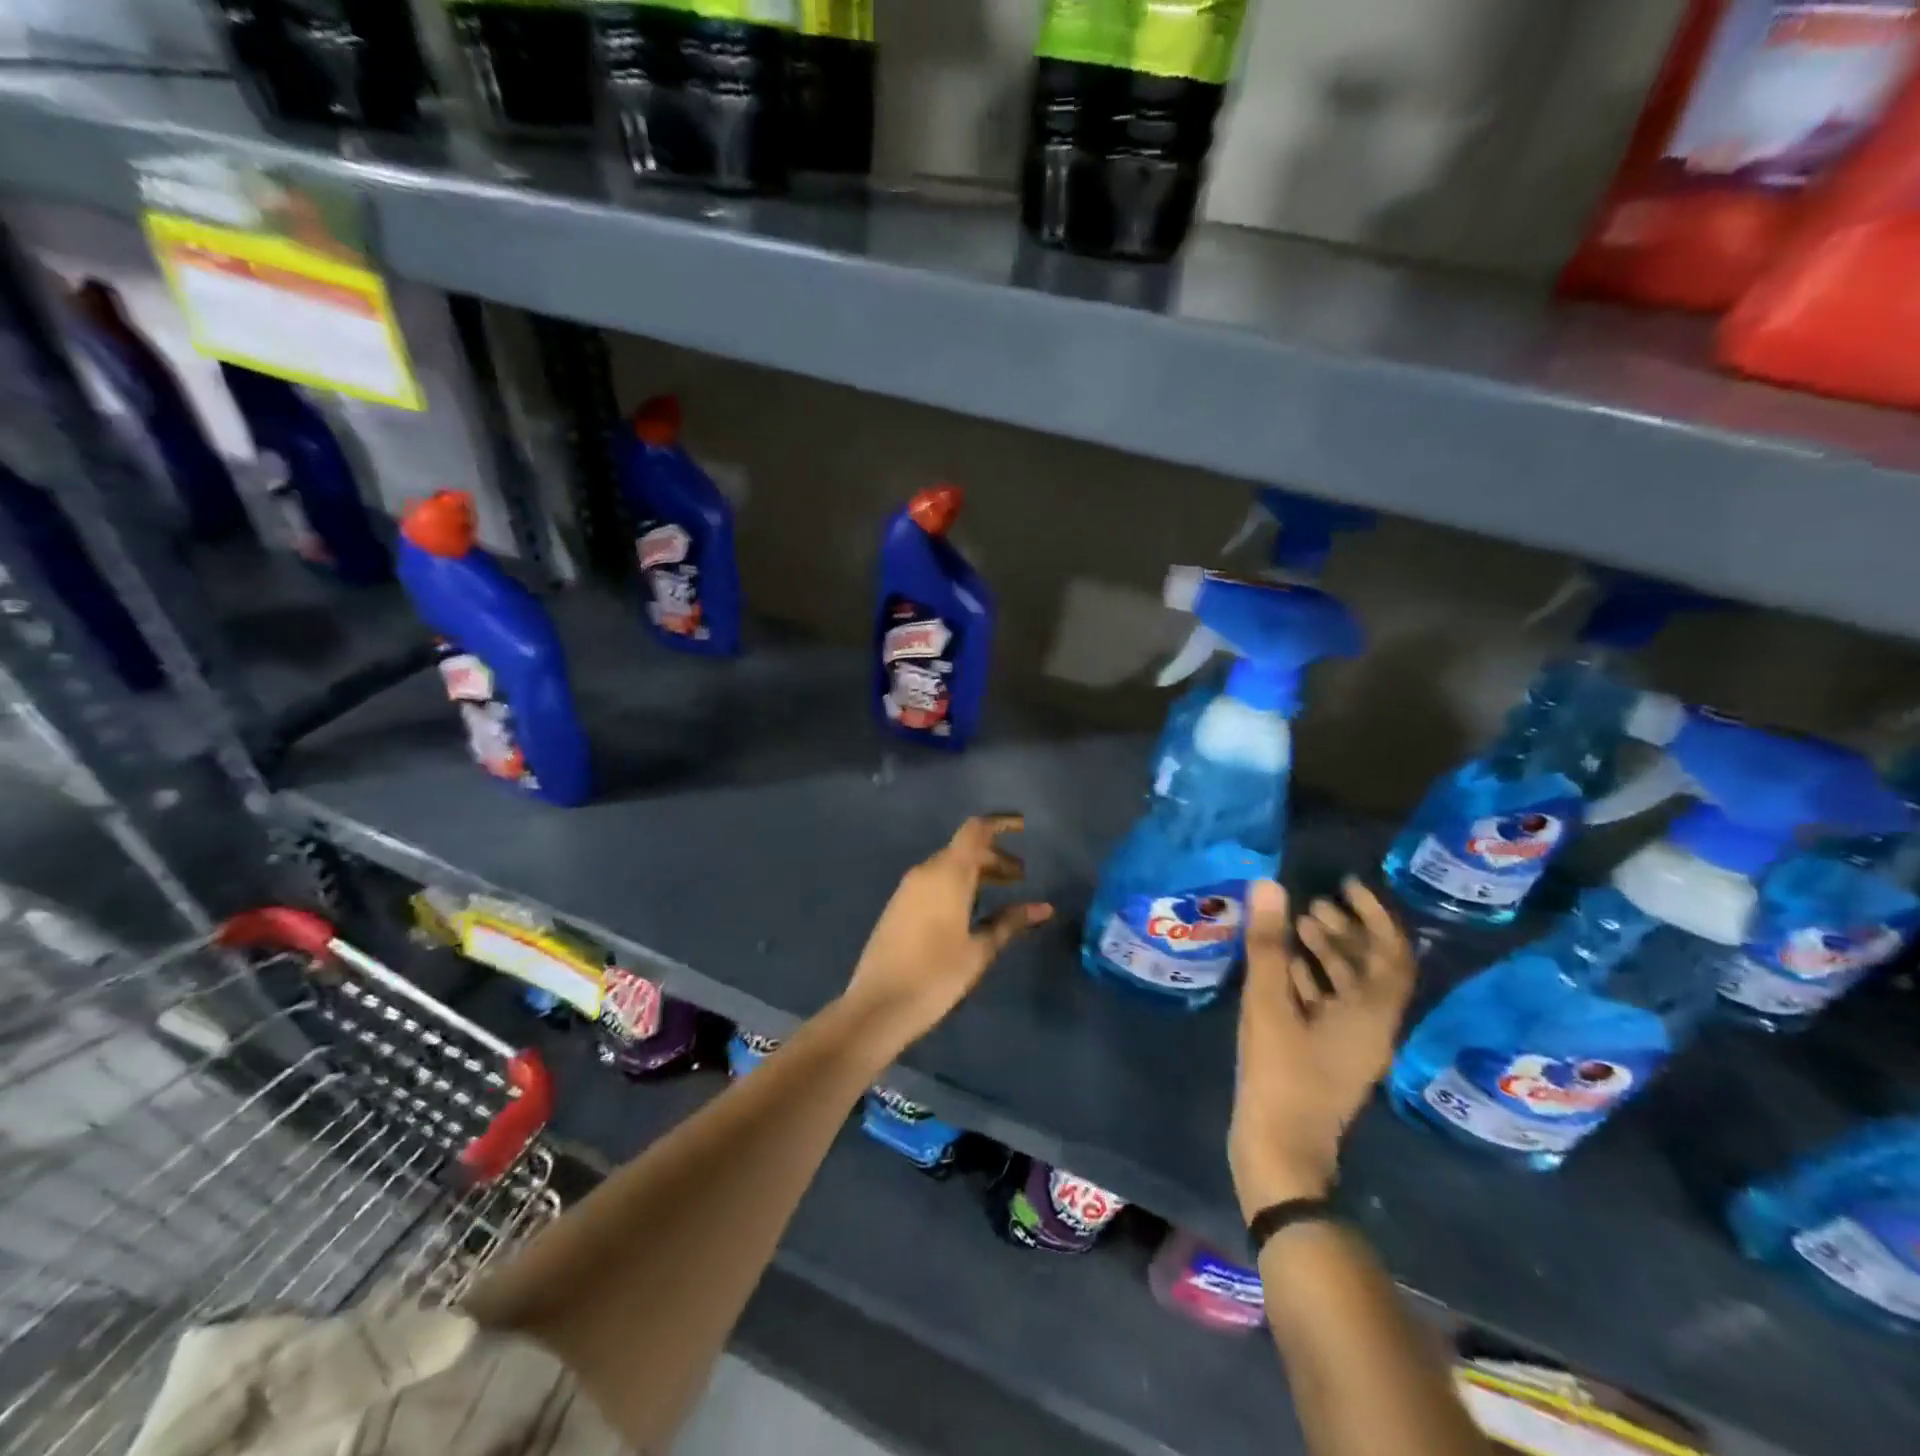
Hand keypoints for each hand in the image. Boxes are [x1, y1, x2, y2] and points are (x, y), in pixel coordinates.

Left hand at [843, 815, 1052, 1049]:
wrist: (878, 1005)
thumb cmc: (936, 975)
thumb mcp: (980, 950)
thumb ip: (1010, 923)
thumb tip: (1044, 908)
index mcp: (947, 874)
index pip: (975, 831)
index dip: (1000, 824)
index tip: (1023, 827)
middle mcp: (925, 872)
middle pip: (963, 849)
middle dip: (994, 857)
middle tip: (1021, 877)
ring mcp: (907, 889)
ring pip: (947, 866)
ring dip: (975, 873)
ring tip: (1001, 893)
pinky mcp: (898, 907)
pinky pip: (933, 882)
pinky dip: (956, 885)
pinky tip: (970, 910)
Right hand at [1229, 877, 1414, 1217]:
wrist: (1280, 1149)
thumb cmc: (1281, 1074)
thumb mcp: (1269, 1004)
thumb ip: (1269, 945)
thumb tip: (1269, 885)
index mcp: (1372, 1015)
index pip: (1392, 955)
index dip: (1375, 916)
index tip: (1347, 886)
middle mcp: (1372, 1028)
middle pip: (1372, 970)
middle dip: (1347, 931)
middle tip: (1313, 903)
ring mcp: (1349, 1045)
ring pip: (1350, 988)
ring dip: (1328, 953)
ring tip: (1295, 925)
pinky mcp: (1327, 1056)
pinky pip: (1330, 1006)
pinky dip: (1312, 979)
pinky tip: (1282, 966)